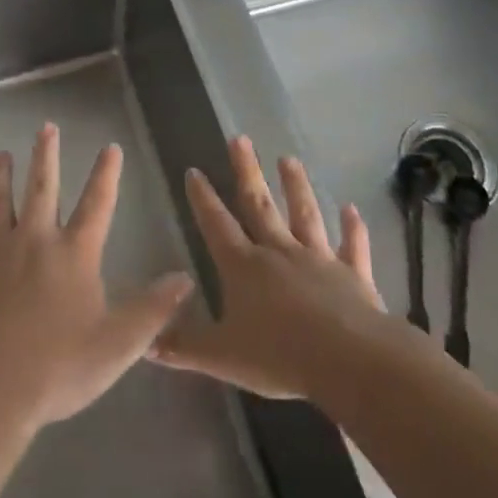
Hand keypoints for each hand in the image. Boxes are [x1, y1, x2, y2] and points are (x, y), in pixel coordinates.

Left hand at [0, 124, 194, 432]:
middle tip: (46, 126)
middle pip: (42, 187)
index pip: (97, 203)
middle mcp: (34, 240)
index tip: (110, 146)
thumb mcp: (118, 345)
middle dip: (46, 155)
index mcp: (74, 253)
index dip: (106, 174)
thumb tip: (185, 278)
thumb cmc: (57, 367)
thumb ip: (153, 310)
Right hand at [150, 135, 392, 401]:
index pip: (217, 225)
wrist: (347, 359)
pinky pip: (352, 246)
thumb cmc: (278, 356)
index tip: (195, 170)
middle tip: (240, 138)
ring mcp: (319, 259)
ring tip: (289, 159)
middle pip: (259, 205)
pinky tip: (352, 209)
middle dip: (247, 171)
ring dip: (296, 186)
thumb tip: (144, 343)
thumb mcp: (221, 356)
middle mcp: (279, 252)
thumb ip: (182, 347)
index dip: (204, 199)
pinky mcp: (353, 275)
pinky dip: (352, 228)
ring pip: (305, 215)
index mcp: (244, 267)